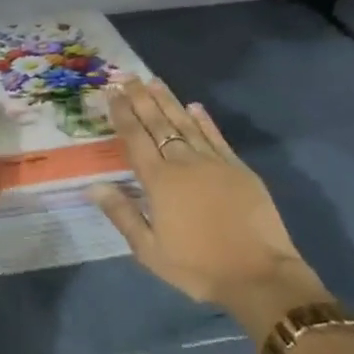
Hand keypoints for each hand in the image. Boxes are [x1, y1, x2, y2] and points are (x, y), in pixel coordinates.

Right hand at [88, 79, 327, 331]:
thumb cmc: (198, 267)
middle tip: (127, 76)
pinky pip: (216, 136)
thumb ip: (122, 214)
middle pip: (158, 123)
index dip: (122, 113)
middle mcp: (183, 162)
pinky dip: (203, 120)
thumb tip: (94, 186)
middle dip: (140, 98)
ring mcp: (214, 162)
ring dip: (168, 101)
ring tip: (153, 81)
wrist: (260, 277)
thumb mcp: (149, 251)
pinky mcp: (238, 168)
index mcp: (159, 181)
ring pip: (185, 123)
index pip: (135, 138)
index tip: (111, 91)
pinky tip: (194, 106)